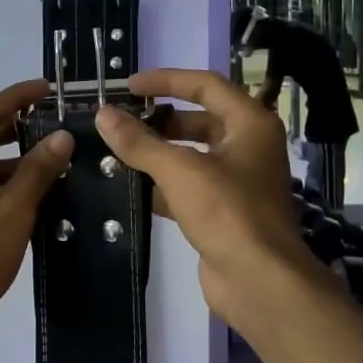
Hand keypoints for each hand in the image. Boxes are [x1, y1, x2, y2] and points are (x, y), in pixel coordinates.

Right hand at [93, 69, 322, 334]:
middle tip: (120, 122)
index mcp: (250, 124)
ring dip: (157, 153)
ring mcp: (238, 182)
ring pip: (192, 155)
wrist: (259, 282)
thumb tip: (103, 114)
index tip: (129, 86)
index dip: (166, 80)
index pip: (205, 86)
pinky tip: (129, 188)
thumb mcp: (179, 170)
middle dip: (159, 120)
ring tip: (117, 152)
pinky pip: (188, 187)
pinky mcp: (224, 212)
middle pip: (199, 120)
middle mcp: (248, 147)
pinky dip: (162, 184)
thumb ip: (139, 142)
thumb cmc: (227, 212)